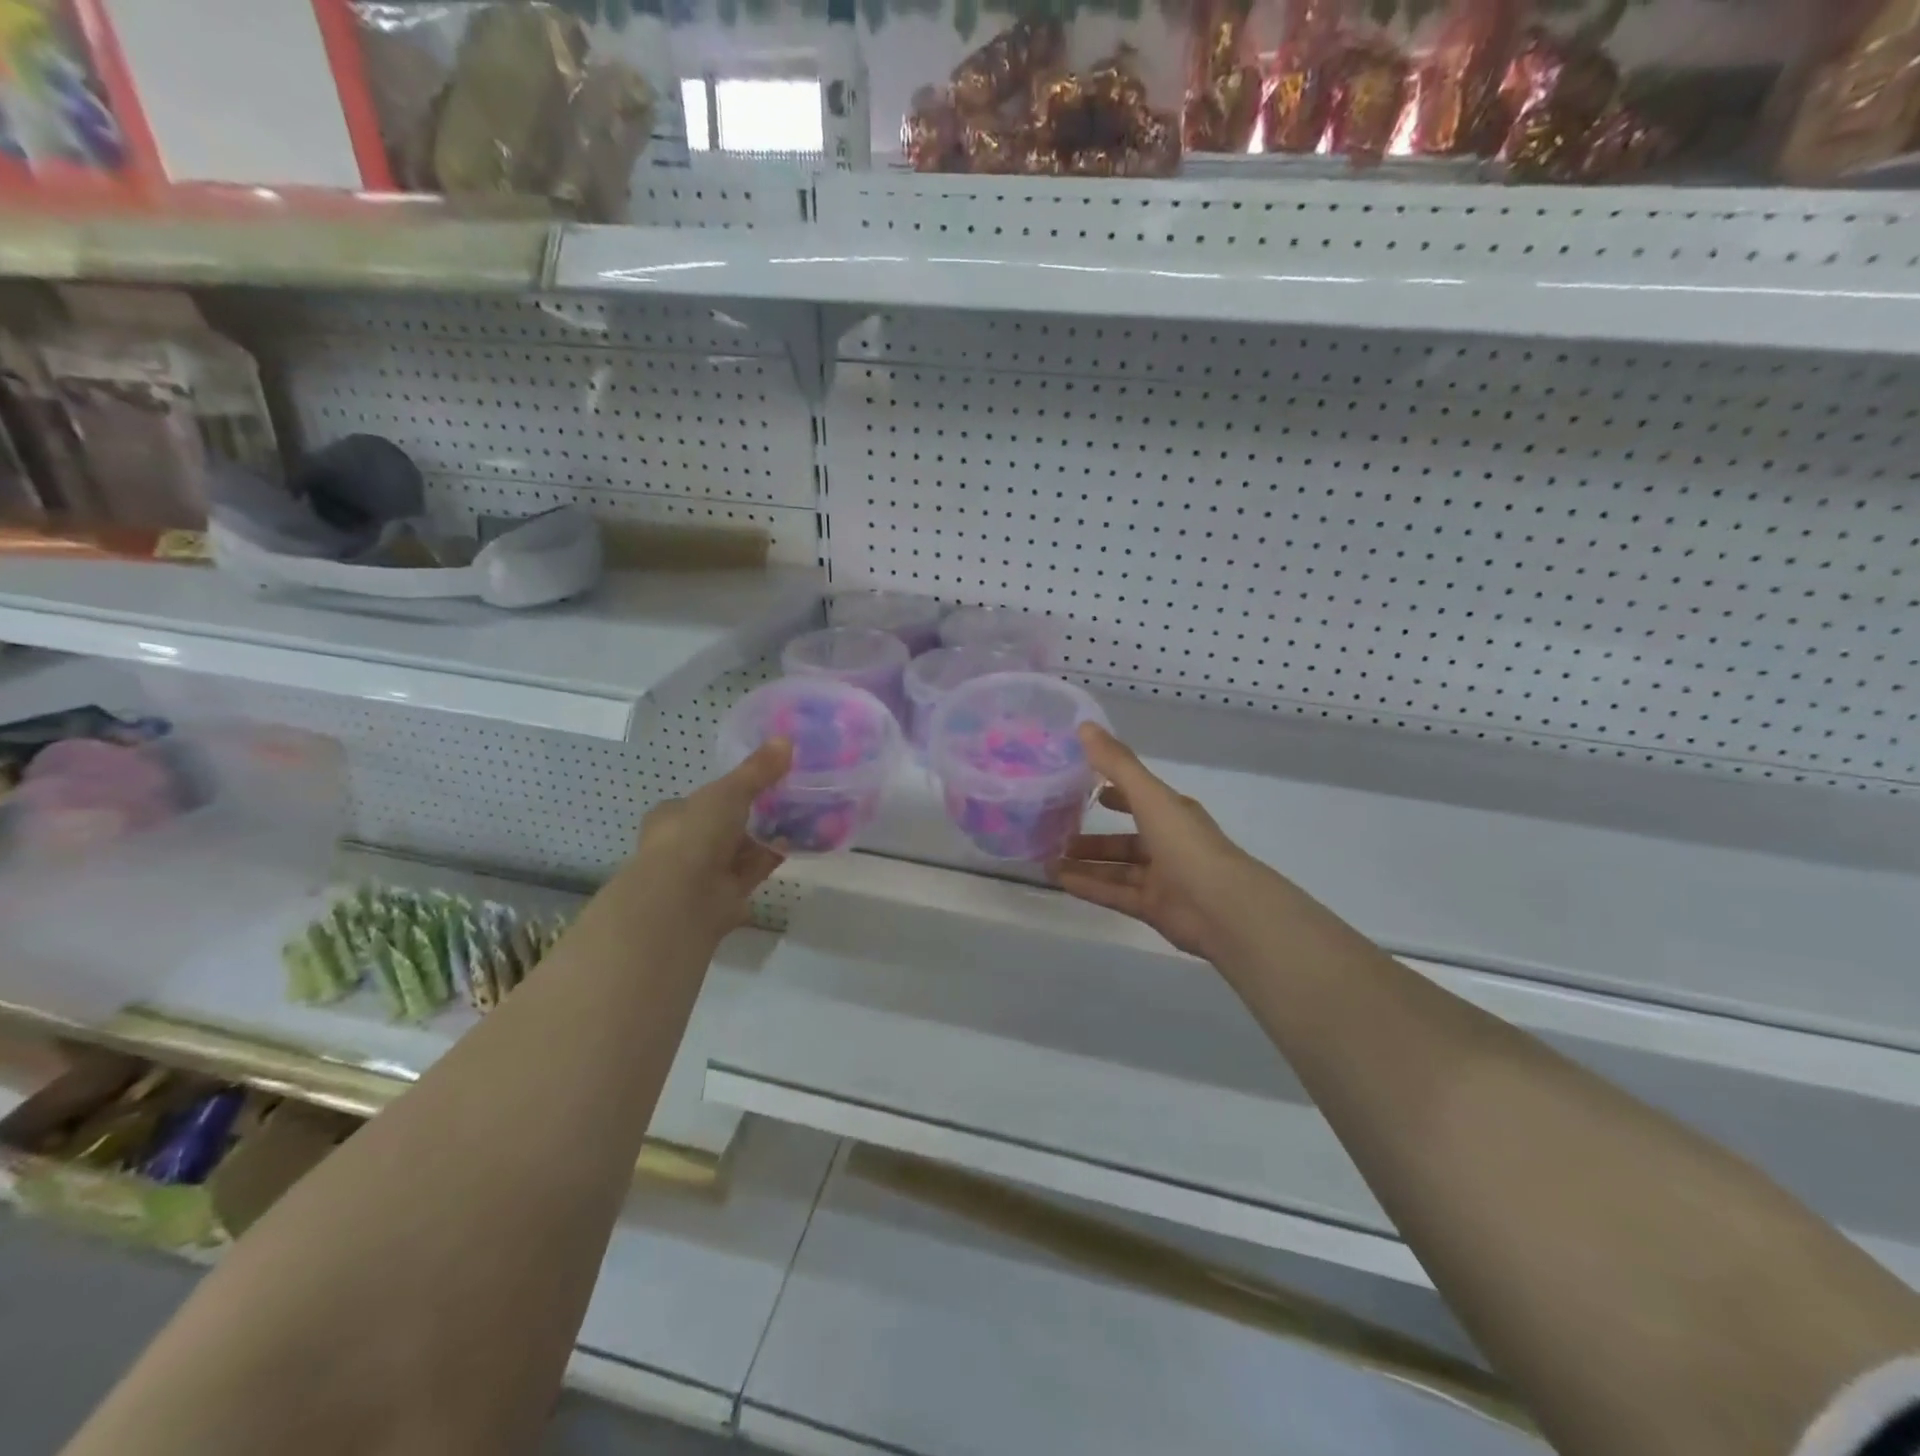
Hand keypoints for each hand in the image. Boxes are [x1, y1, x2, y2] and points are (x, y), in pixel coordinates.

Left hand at [623, 740, 792, 951]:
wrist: (684, 899)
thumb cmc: (695, 835)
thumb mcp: (728, 792)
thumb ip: (757, 770)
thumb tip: (786, 740)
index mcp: (673, 816)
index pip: (701, 799)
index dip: (728, 791)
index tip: (760, 781)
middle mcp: (685, 844)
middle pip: (724, 825)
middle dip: (752, 815)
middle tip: (787, 797)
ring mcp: (704, 872)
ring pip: (741, 849)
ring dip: (766, 837)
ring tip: (801, 816)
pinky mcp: (726, 894)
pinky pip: (754, 869)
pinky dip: (773, 857)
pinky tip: (798, 842)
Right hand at [1051, 724, 1271, 962]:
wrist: (1222, 907)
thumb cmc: (1186, 843)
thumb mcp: (1149, 796)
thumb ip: (1117, 764)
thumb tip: (1084, 725)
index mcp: (1172, 814)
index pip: (1139, 798)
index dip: (1113, 791)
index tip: (1080, 787)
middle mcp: (1168, 844)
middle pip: (1124, 839)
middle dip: (1092, 837)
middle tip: (1055, 832)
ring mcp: (1161, 879)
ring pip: (1116, 868)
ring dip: (1085, 863)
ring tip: (1048, 859)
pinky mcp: (1153, 908)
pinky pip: (1115, 893)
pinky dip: (1089, 887)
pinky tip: (1059, 882)